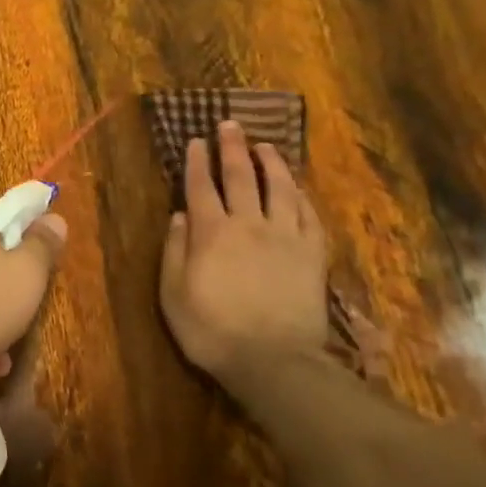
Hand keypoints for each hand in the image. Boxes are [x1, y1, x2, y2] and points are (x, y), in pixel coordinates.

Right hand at [160, 122, 330, 386]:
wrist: (274, 361)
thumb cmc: (212, 330)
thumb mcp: (173, 294)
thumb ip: (174, 250)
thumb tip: (178, 215)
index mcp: (211, 232)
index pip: (200, 187)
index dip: (196, 162)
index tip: (195, 141)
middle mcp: (248, 224)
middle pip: (239, 177)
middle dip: (231, 148)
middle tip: (230, 125)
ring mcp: (285, 236)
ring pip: (278, 187)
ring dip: (270, 162)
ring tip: (264, 145)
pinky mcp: (312, 253)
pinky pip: (308, 214)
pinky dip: (300, 195)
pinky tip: (296, 186)